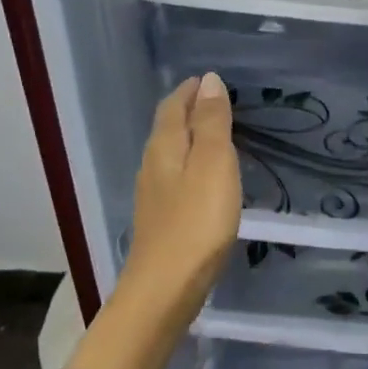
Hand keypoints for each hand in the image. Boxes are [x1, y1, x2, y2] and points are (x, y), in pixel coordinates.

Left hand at [117, 72, 242, 317]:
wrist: (165, 288)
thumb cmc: (197, 221)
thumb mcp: (214, 164)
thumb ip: (212, 122)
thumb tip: (208, 80)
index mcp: (165, 147)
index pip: (173, 106)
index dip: (190, 91)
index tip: (209, 80)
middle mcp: (152, 165)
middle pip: (167, 127)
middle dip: (188, 110)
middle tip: (215, 101)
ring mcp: (153, 195)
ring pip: (169, 153)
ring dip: (189, 137)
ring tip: (214, 133)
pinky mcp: (160, 220)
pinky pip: (174, 177)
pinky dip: (189, 164)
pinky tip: (203, 178)